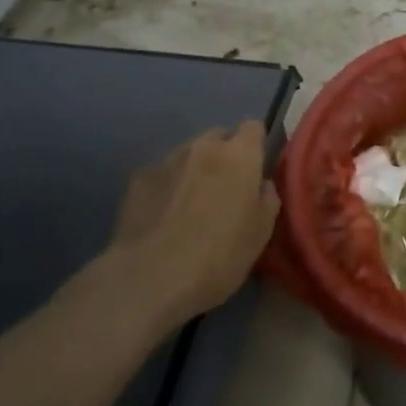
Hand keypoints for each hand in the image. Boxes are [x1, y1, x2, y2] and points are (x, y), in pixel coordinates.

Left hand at [84, 121, 280, 330]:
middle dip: (225, 156)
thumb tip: (261, 184)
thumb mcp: (261, 234)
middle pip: (219, 137)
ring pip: (189, 154)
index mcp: (239, 156)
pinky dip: (167, 187)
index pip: (253, 127)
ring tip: (190, 205)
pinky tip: (163, 217)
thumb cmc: (219, 256)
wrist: (150, 278)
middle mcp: (203, 147)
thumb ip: (267, 199)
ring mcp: (167, 160)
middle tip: (225, 190)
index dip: (256, 146)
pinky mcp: (138, 179)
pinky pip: (162, 174)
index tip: (255, 170)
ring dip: (195, 171)